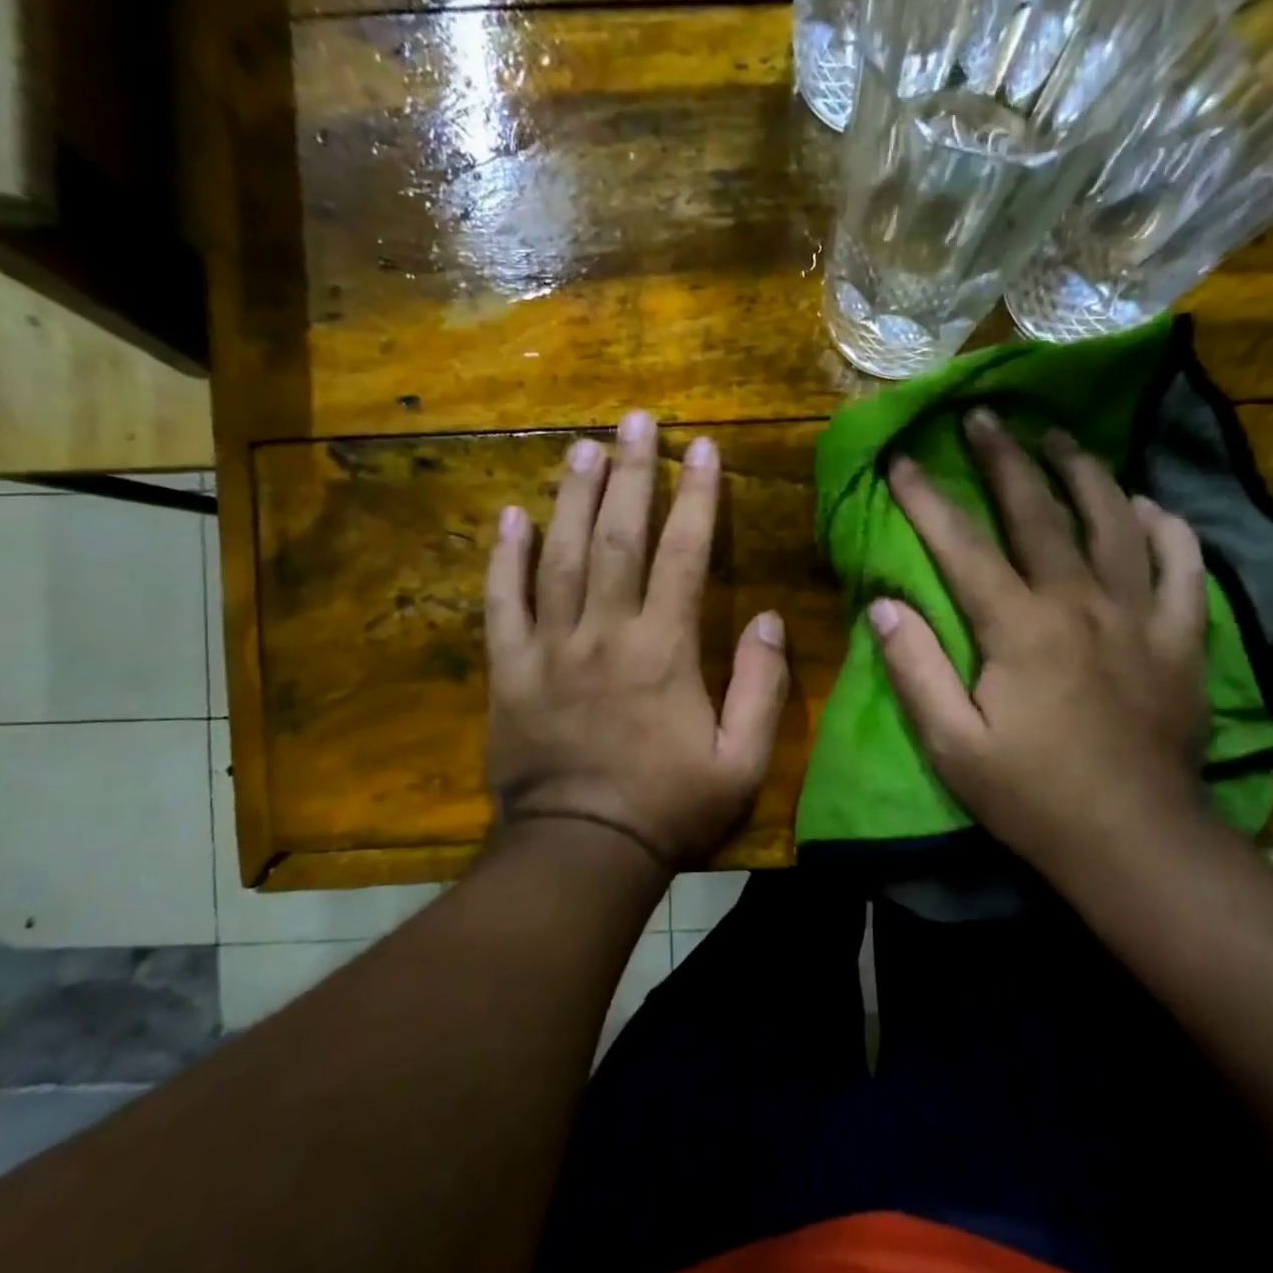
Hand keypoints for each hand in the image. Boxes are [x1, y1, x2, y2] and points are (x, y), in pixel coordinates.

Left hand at [484, 411, 789, 872]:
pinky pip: (503, 604)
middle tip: (634, 418)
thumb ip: (761, 688)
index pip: (683, 555)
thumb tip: (770, 621)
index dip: (695, 498)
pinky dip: (505, 559)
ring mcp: (550, 649)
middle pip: (617, 537)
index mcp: (663, 650)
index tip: (701, 448)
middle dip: (630, 473)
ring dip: (572, 497)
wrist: (580, 853)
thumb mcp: (741, 762)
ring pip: (560, 557)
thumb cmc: (669, 809)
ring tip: (581, 446)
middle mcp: (605, 633)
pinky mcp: (510, 672)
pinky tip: (510, 517)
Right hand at [870, 408, 1208, 878]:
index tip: (903, 459)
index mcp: (1019, 627)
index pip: (962, 545)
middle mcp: (1080, 602)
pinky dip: (1166, 529)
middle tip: (986, 415)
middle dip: (1005, 459)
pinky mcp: (1182, 639)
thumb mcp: (953, 745)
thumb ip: (915, 669)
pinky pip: (1183, 567)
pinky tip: (1148, 506)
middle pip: (1039, 513)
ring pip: (1114, 522)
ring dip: (1084, 472)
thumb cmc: (1032, 797)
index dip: (928, 498)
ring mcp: (1140, 616)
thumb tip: (884, 604)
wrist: (1134, 842)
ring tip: (1060, 437)